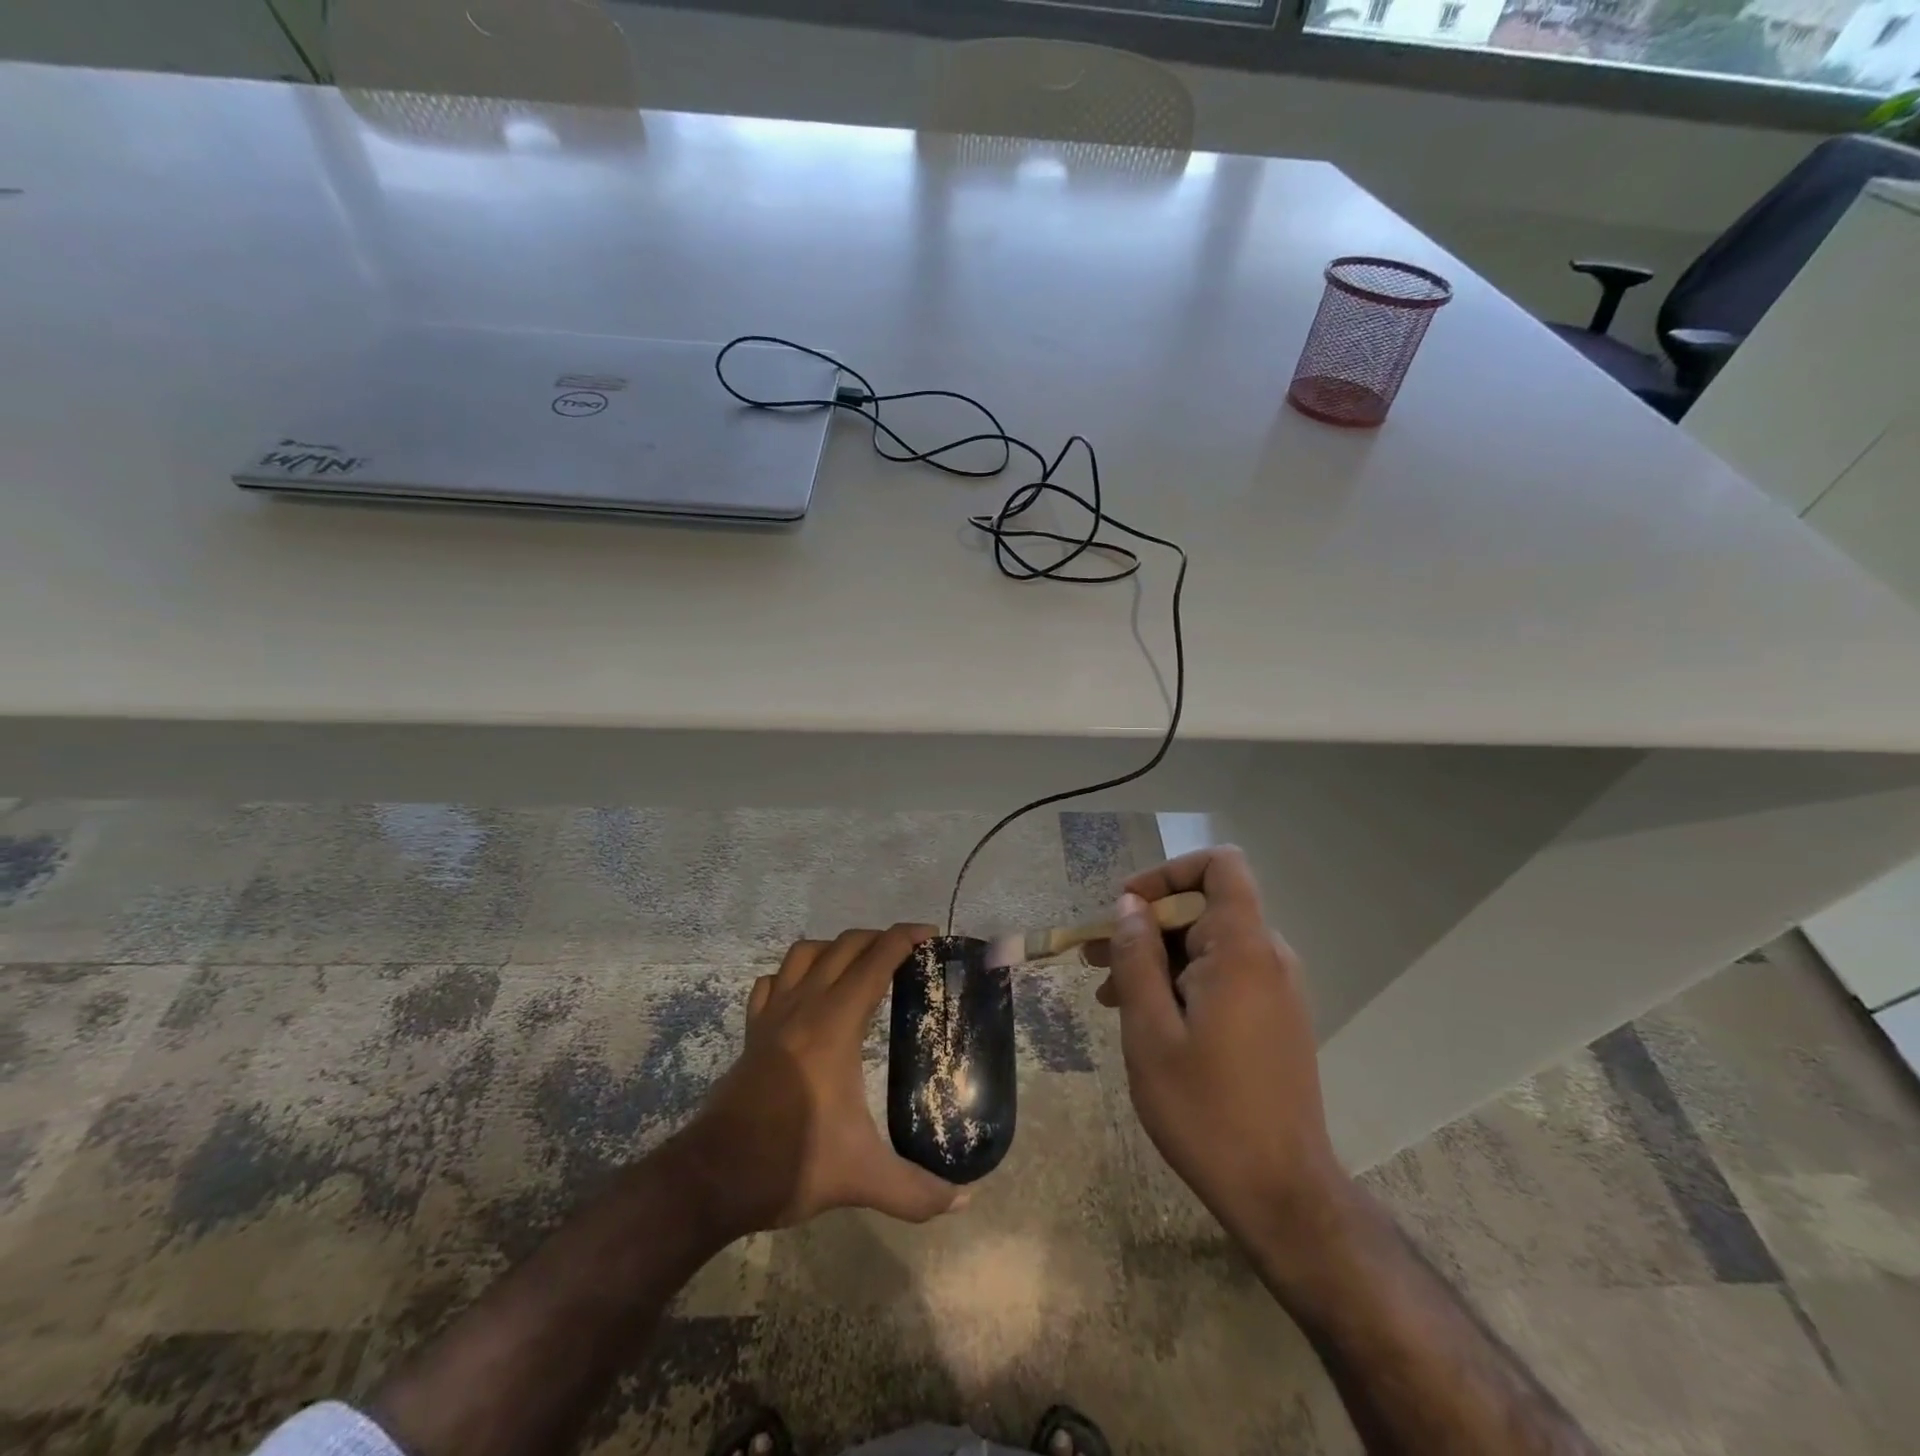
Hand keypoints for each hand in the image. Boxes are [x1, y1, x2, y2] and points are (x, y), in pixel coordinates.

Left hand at [673, 924, 967, 1238]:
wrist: (714, 1177)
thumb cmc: (792, 1163)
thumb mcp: (862, 1178)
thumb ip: (917, 1191)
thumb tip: (965, 1200)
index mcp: (835, 1024)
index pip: (875, 961)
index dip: (904, 939)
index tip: (930, 934)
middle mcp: (804, 1007)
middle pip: (843, 946)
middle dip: (878, 938)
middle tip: (908, 952)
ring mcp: (772, 1016)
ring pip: (804, 953)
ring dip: (835, 947)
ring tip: (859, 965)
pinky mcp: (752, 1033)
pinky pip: (773, 983)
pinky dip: (793, 974)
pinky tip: (805, 994)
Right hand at [1084, 847, 1347, 1241]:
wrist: (1281, 1193)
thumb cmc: (1206, 1110)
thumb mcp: (1149, 1031)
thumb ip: (1137, 957)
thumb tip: (1130, 906)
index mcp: (1243, 950)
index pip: (1219, 865)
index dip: (1168, 873)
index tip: (1127, 909)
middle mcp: (1269, 957)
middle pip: (1205, 906)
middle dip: (1147, 923)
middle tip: (1096, 958)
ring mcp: (1276, 988)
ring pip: (1209, 943)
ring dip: (1158, 956)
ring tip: (1108, 993)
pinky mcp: (1275, 1017)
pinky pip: (1224, 974)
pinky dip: (1182, 980)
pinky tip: (1147, 1017)